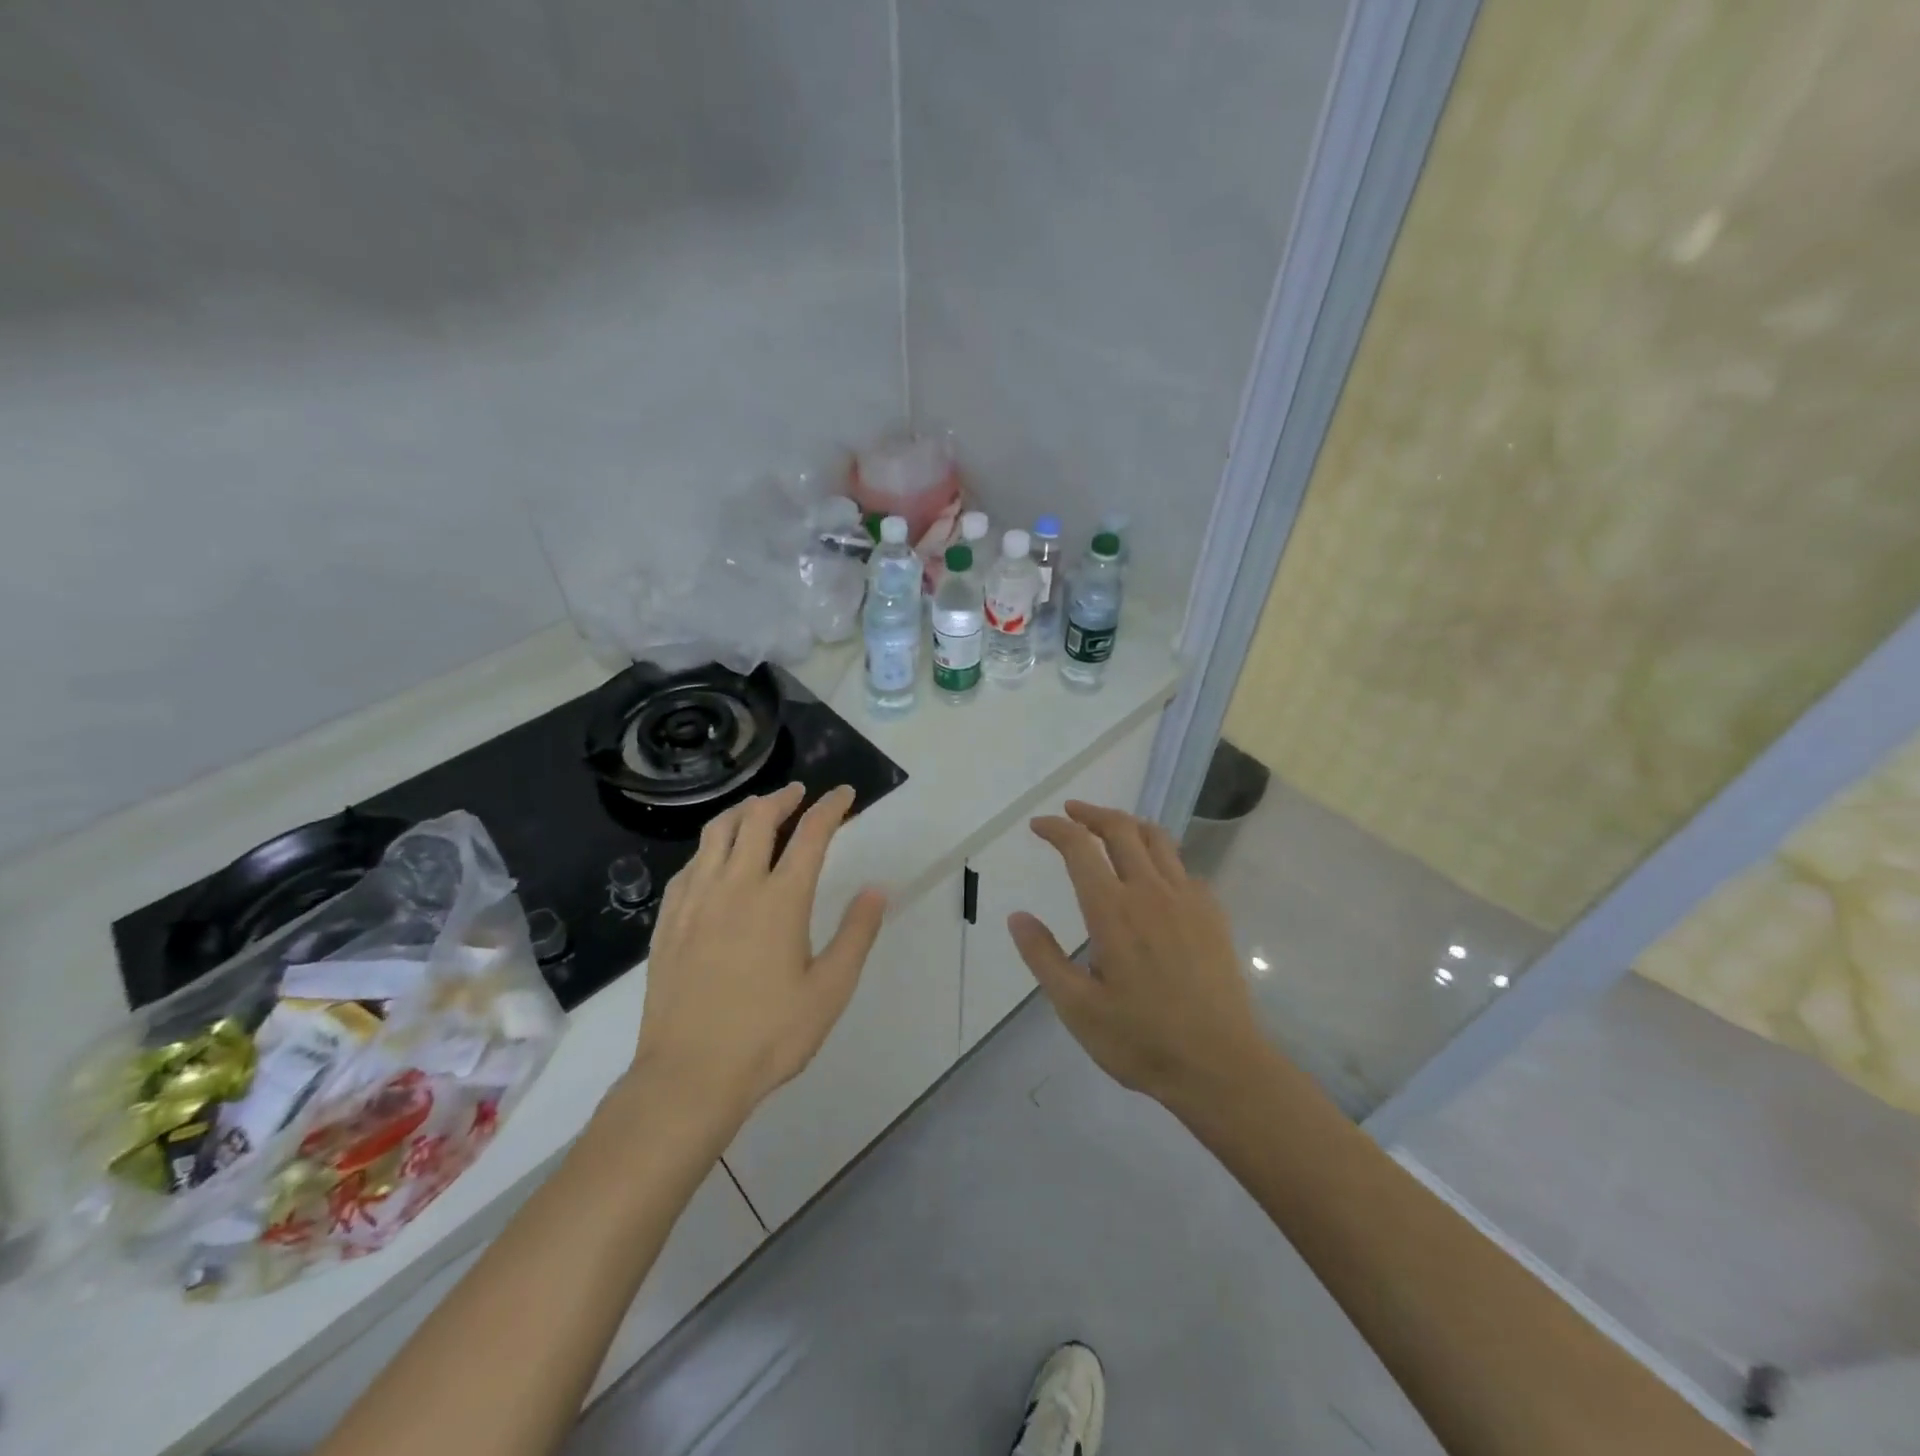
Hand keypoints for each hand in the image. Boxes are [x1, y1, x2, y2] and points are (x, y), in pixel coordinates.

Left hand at [631, 783, 886, 1123]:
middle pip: (757, 820)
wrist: (688, 1075)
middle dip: (782, 798)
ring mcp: (695, 901)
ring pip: (716, 834)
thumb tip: (877, 889)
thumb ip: (856, 934)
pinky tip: (714, 860)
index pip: (810, 835)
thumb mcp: (830, 990)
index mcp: (780, 899)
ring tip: (756, 810)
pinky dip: (709, 848)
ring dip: (742, 812)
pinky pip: (688, 866)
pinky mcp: (668, 922)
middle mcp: (735, 886)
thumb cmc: (769, 1035)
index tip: (843, 794)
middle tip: (798, 794)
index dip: (830, 808)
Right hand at [1010, 800, 1267, 1111]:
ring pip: (1157, 839)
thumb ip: (1043, 957)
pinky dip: (1160, 856)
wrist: (1220, 1065)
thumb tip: (1017, 917)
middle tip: (1071, 813)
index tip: (1039, 826)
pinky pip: (1182, 867)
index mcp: (1112, 911)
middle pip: (1120, 829)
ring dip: (1128, 825)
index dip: (1056, 829)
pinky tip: (1153, 877)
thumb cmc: (1141, 1039)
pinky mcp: (1213, 914)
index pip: (1079, 848)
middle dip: (1091, 813)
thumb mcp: (1077, 1008)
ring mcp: (1187, 899)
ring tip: (1110, 829)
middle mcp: (1150, 892)